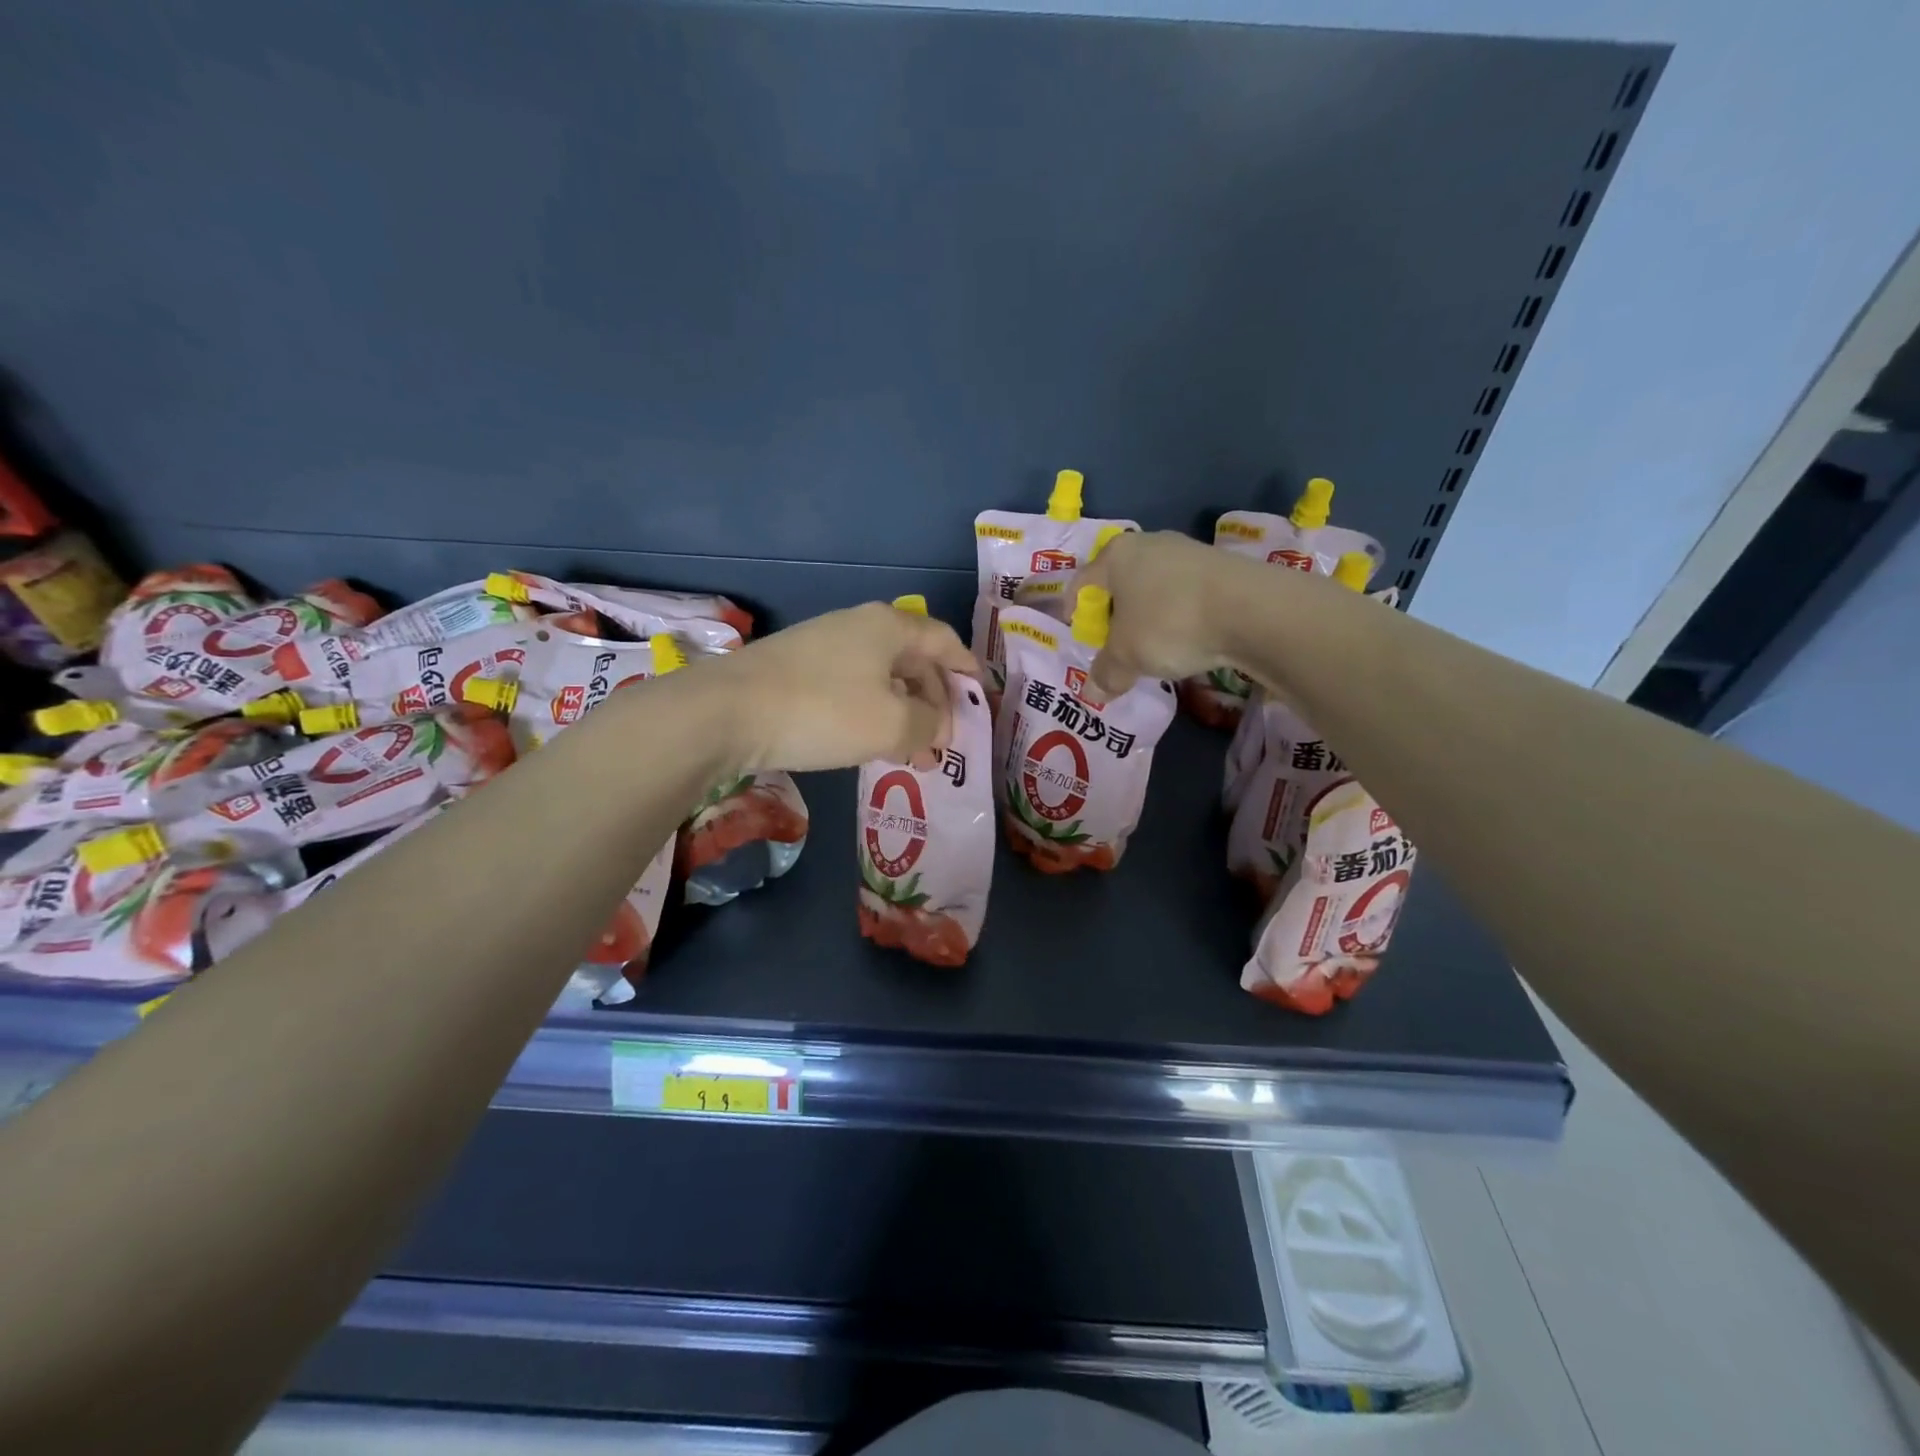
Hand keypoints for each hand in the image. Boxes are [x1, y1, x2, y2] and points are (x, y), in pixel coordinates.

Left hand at [709, 602, 977, 772]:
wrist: (726, 712)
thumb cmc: (824, 711)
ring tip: (911, 754)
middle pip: (913, 660)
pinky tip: (869, 742)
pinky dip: (872, 713)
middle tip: (942, 745)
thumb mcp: (892, 725)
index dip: (966, 668)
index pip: (944, 641)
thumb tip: (937, 725)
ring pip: (881, 677)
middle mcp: (859, 626)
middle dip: (934, 703)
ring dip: (903, 713)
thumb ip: (929, 725)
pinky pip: (852, 687)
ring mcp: (824, 644)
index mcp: (889, 627)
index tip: (980, 695)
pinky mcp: (796, 668)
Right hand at [1074, 530, 1248, 695]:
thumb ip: (1106, 673)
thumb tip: (1093, 693)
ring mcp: (1189, 552)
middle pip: (1120, 582)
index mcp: (1115, 555)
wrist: (1251, 610)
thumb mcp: (1127, 657)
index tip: (1080, 635)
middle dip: (1114, 614)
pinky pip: (1186, 594)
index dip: (1075, 611)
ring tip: (1152, 647)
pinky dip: (1179, 616)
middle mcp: (1150, 543)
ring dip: (1149, 616)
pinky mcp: (1222, 567)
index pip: (1082, 581)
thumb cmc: (1168, 623)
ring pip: (1155, 587)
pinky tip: (1187, 640)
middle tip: (1114, 645)